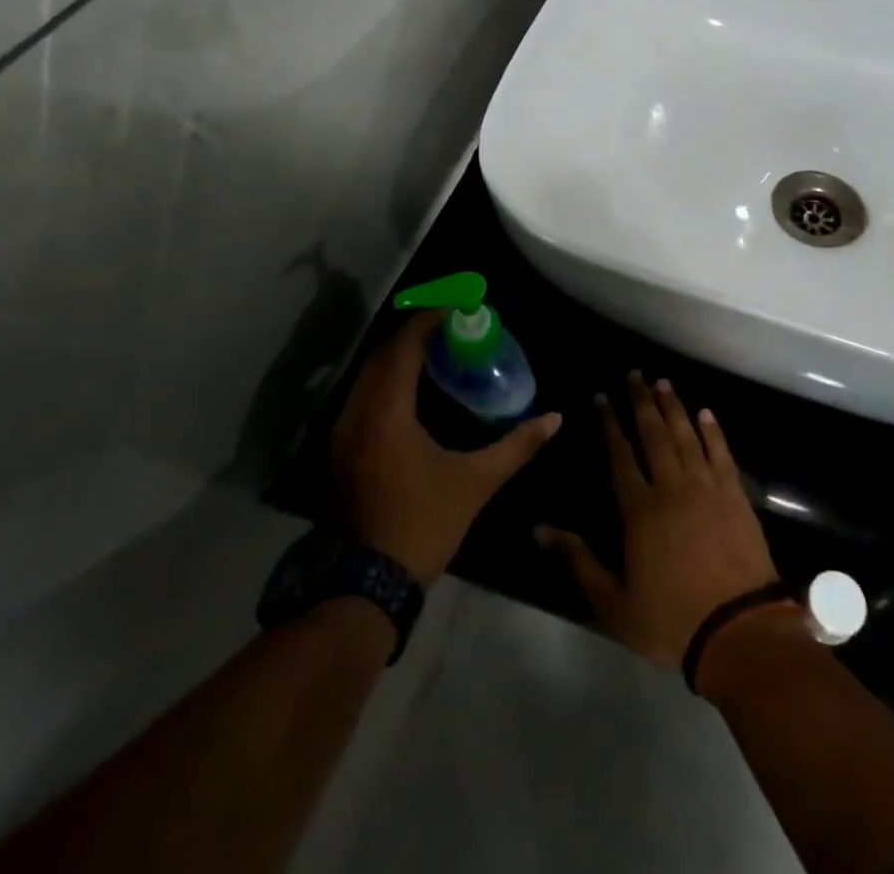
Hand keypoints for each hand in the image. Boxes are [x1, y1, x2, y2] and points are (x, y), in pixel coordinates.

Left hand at [332, 312, 560, 582]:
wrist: (368, 584)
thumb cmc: (424, 524)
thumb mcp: (477, 482)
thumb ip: (517, 445)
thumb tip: (555, 419)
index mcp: (387, 413)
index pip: (404, 348)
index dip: (429, 321)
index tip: (456, 309)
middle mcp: (357, 414)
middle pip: (382, 356)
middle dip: (414, 335)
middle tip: (449, 329)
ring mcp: (341, 434)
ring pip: (367, 377)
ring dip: (397, 358)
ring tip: (434, 354)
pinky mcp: (338, 452)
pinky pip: (360, 398)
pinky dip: (384, 382)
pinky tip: (410, 393)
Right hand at [537, 371, 780, 668]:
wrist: (738, 630)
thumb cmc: (670, 619)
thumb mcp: (613, 603)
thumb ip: (578, 562)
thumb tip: (540, 530)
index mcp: (639, 510)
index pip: (620, 455)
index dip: (610, 424)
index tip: (601, 397)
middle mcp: (671, 487)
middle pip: (653, 434)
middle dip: (641, 401)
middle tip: (634, 373)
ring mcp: (706, 487)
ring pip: (685, 435)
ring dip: (673, 406)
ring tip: (663, 382)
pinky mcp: (734, 494)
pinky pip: (721, 452)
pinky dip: (712, 430)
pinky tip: (705, 413)